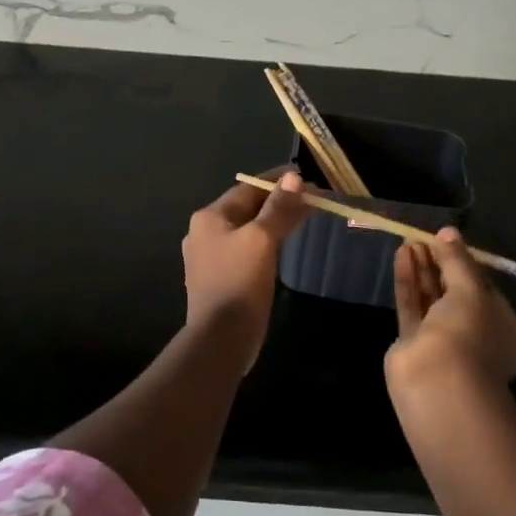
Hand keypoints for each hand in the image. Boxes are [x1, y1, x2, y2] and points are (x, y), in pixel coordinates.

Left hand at [182, 172, 307, 362]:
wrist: (220, 339)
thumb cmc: (239, 282)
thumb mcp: (262, 240)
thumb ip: (279, 209)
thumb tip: (294, 178)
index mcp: (209, 217)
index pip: (247, 188)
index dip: (276, 181)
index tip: (304, 176)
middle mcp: (204, 232)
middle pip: (247, 208)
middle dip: (277, 202)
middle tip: (310, 199)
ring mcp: (209, 257)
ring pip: (247, 230)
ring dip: (273, 222)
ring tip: (302, 218)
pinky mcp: (220, 278)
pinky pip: (246, 250)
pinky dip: (265, 243)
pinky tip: (281, 247)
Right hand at [386, 228, 515, 388]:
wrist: (437, 381)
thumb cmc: (469, 333)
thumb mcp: (471, 289)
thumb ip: (458, 260)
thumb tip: (448, 232)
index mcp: (505, 330)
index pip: (485, 289)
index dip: (466, 263)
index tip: (448, 240)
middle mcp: (476, 336)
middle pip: (455, 292)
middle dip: (440, 263)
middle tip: (424, 237)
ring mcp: (443, 342)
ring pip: (431, 298)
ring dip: (422, 269)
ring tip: (410, 241)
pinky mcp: (413, 343)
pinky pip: (412, 305)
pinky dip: (408, 281)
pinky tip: (402, 255)